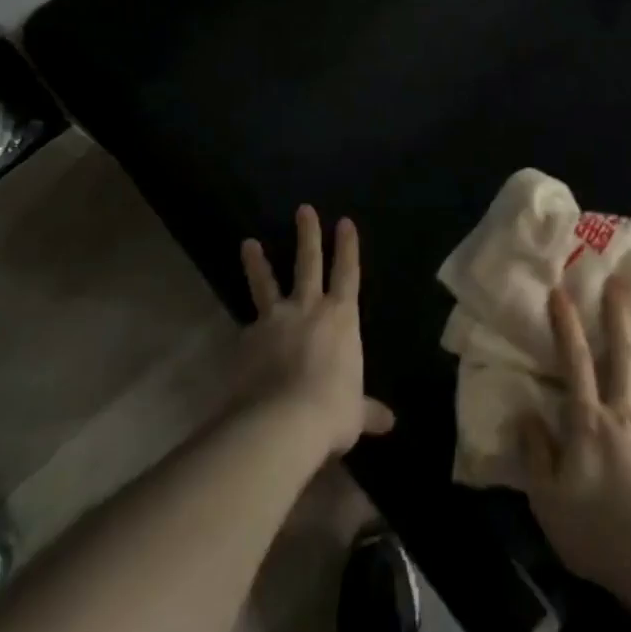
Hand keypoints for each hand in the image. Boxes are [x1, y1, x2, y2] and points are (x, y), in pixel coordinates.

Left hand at [232, 206, 395, 459]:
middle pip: (309, 263)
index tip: (344, 221)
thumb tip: (390, 422)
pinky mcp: (247, 339)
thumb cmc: (331, 411)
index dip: (348, 247)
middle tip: (303, 209)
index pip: (347, 273)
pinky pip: (248, 328)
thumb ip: (367, 410)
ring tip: (248, 244)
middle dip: (308, 235)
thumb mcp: (355, 413)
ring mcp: (275, 320)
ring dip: (258, 263)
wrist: (282, 422)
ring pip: (267, 284)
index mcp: (341, 318)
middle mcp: (309, 309)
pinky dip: (246, 328)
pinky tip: (240, 335)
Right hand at [519, 275, 630, 588]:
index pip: (574, 362)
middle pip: (621, 355)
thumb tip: (526, 414)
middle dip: (619, 315)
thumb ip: (536, 453)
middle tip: (621, 280)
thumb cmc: (594, 530)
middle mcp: (623, 411)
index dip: (566, 325)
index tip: (561, 290)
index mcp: (588, 420)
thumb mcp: (547, 498)